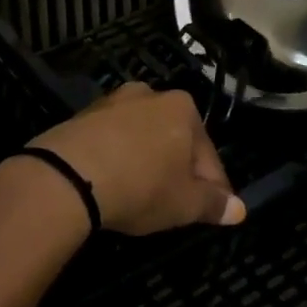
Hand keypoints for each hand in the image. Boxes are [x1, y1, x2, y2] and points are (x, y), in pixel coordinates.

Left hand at [27, 83, 244, 234]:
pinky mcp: (82, 115)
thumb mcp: (185, 204)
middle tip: (174, 205)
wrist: (68, 175)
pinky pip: (112, 140)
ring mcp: (112, 102)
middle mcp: (149, 94)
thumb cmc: (141, 185)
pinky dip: (118, 158)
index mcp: (182, 108)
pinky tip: (112, 184)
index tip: (211, 212)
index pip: (208, 155)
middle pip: (174, 140)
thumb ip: (213, 204)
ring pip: (142, 138)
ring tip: (140, 196)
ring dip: (146, 162)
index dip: (213, 189)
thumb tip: (238, 209)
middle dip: (177, 170)